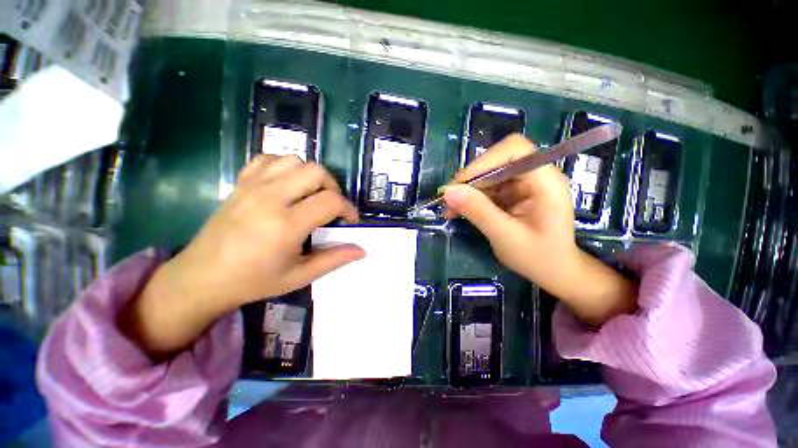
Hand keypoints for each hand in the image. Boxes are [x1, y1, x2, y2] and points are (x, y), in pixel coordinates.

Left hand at [121, 155, 364, 355]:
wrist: (202, 277)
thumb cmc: (254, 281)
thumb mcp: (300, 276)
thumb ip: (334, 259)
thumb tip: (362, 250)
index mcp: (286, 225)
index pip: (331, 201)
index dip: (348, 208)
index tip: (350, 220)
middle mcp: (270, 198)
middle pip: (316, 172)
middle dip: (333, 187)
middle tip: (331, 206)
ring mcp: (252, 186)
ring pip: (294, 160)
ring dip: (310, 176)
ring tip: (311, 195)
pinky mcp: (240, 183)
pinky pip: (269, 159)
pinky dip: (285, 167)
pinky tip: (287, 185)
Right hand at [443, 135, 636, 325]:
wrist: (555, 271)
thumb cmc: (538, 258)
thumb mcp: (504, 236)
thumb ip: (478, 211)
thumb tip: (448, 191)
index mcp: (545, 182)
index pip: (515, 150)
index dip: (485, 162)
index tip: (461, 183)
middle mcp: (536, 176)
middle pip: (498, 160)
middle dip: (471, 178)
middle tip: (448, 197)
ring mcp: (525, 184)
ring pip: (490, 174)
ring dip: (468, 190)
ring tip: (449, 208)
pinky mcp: (515, 193)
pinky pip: (489, 188)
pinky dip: (472, 198)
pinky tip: (458, 210)